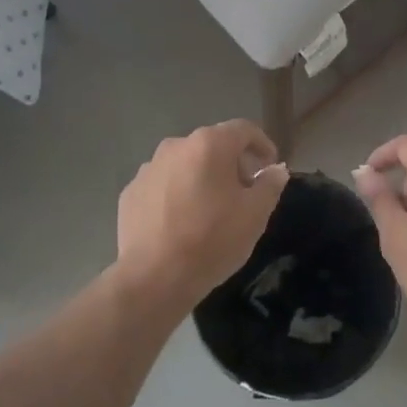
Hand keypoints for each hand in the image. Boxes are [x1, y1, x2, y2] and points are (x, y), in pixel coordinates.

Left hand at [116, 120, 288, 308]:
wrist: (153, 277)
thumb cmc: (211, 240)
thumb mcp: (255, 214)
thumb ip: (270, 185)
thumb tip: (275, 170)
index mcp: (209, 145)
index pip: (243, 130)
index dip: (262, 144)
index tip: (270, 166)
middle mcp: (176, 146)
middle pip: (212, 145)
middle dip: (232, 163)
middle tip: (244, 192)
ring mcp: (148, 168)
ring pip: (185, 164)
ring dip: (202, 178)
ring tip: (211, 210)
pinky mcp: (131, 192)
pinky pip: (163, 185)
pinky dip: (176, 194)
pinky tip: (181, 222)